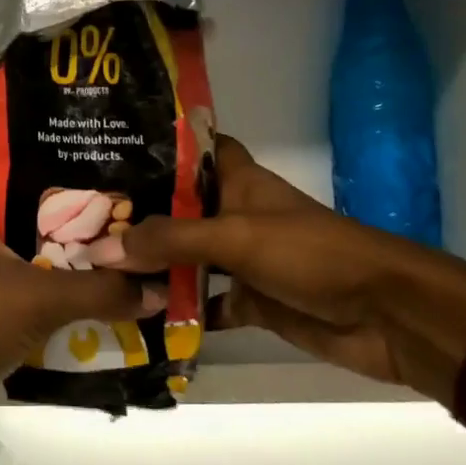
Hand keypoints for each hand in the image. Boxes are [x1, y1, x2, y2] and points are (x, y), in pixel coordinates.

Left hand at [0, 114, 161, 454]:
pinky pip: (15, 284)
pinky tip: (81, 279)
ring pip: (4, 241)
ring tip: (92, 214)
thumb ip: (98, 291)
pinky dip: (43, 279)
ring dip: (39, 232)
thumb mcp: (36, 298)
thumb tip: (155, 288)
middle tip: (77, 159)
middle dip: (26, 176)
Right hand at [85, 136, 465, 399]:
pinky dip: (177, 310)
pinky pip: (203, 302)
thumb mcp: (236, 238)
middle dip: (138, 214)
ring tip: (93, 265)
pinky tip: (137, 317)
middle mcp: (235, 215)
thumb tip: (103, 248)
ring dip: (151, 265)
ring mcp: (242, 260)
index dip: (158, 147)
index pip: (195, 149)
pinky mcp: (251, 300)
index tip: (108, 150)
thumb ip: (170, 241)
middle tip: (80, 218)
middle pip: (179, 208)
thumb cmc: (312, 254)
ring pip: (186, 258)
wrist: (385, 315)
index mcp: (238, 182)